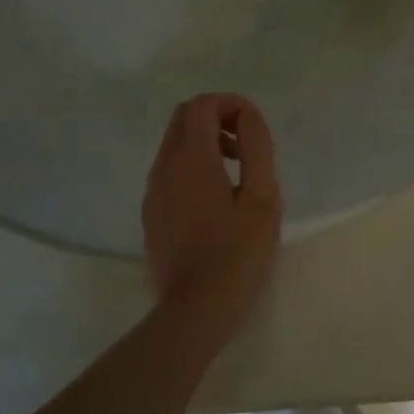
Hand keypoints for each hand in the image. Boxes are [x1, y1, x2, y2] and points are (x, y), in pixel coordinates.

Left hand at [141, 94, 282, 336]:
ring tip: (237, 177)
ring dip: (206, 144)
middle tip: (247, 148)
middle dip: (218, 119)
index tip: (256, 130)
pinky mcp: (151, 214)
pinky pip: (170, 172)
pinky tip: (217, 203)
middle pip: (183, 118)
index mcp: (192, 159)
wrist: (196, 308)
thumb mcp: (262, 199)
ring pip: (174, 145)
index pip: (203, 105)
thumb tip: (249, 117)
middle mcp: (164, 167)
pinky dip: (193, 168)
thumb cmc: (238, 254)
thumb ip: (257, 149)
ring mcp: (153, 192)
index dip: (233, 105)